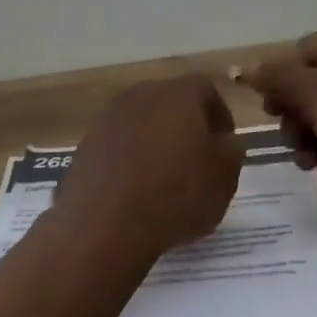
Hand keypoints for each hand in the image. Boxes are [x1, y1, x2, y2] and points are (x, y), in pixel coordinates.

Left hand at [56, 76, 245, 259]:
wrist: (105, 226)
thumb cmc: (176, 195)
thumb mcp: (225, 176)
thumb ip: (231, 149)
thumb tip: (223, 140)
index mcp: (178, 94)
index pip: (206, 90)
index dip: (220, 116)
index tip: (224, 145)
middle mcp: (140, 96)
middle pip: (170, 103)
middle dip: (186, 126)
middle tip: (196, 160)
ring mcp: (107, 119)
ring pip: (141, 123)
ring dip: (155, 143)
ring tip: (164, 179)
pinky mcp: (85, 146)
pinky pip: (117, 146)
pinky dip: (129, 160)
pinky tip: (135, 190)